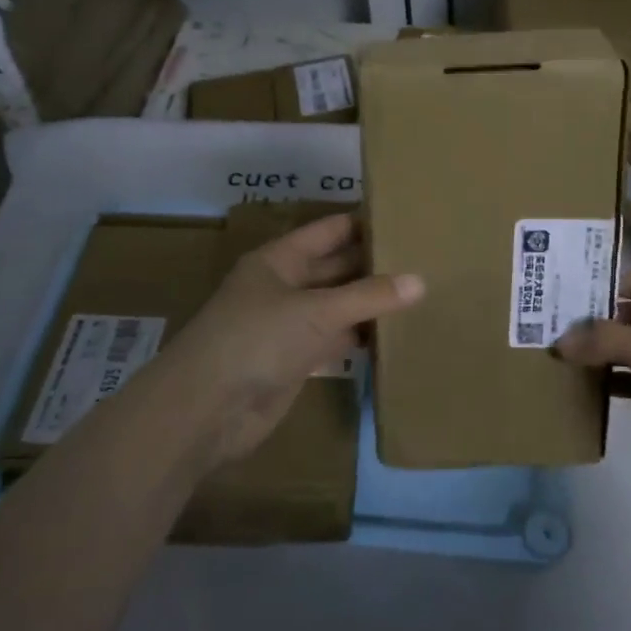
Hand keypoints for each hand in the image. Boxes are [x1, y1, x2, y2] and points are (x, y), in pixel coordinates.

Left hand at [154, 213, 423, 468]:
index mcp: (280, 259)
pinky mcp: (295, 360)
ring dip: (369, 302)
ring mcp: (289, 324)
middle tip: (425, 259)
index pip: (330, 231)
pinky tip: (393, 334)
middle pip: (336, 267)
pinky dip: (359, 337)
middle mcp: (284, 286)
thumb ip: (368, 296)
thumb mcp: (315, 311)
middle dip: (373, 264)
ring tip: (420, 293)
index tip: (406, 219)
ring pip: (337, 305)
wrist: (205, 410)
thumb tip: (421, 281)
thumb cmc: (256, 340)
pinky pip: (334, 339)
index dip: (364, 223)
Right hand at [557, 269, 630, 535]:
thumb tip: (562, 339)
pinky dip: (608, 384)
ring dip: (597, 352)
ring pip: (629, 352)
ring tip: (554, 355)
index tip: (563, 294)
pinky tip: (580, 390)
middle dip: (594, 319)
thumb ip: (611, 340)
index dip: (606, 284)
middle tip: (546, 325)